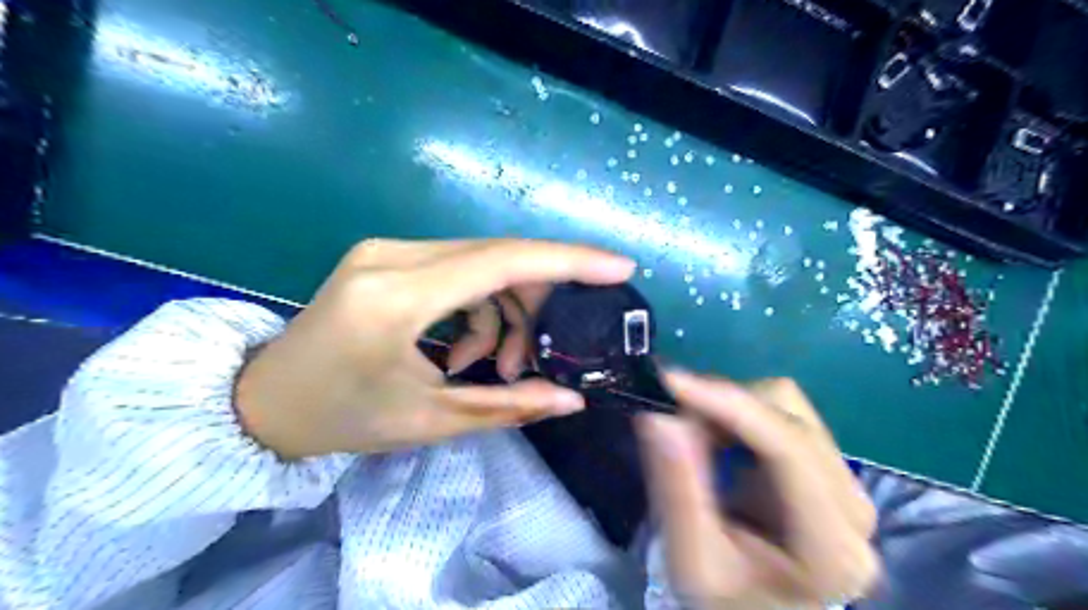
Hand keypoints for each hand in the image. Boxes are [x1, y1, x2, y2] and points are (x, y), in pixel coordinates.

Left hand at [234, 238, 633, 456]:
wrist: (264, 401)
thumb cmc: (342, 418)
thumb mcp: (430, 419)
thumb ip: (508, 406)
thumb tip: (572, 399)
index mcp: (396, 298)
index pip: (501, 261)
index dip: (568, 261)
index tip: (618, 266)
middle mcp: (392, 256)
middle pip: (497, 256)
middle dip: (538, 298)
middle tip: (546, 348)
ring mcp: (386, 250)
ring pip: (481, 262)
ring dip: (506, 309)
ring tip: (499, 364)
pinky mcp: (387, 257)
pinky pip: (458, 269)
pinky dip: (479, 305)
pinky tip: (466, 347)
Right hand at [640, 375, 871, 607]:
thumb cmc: (729, 602)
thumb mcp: (692, 561)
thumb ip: (679, 492)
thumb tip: (660, 416)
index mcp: (831, 545)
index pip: (787, 447)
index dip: (728, 403)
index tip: (670, 382)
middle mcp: (852, 504)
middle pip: (788, 413)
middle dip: (721, 407)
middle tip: (674, 425)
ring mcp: (844, 482)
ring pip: (785, 404)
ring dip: (728, 409)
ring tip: (693, 439)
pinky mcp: (824, 468)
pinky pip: (779, 414)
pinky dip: (736, 416)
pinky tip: (715, 442)